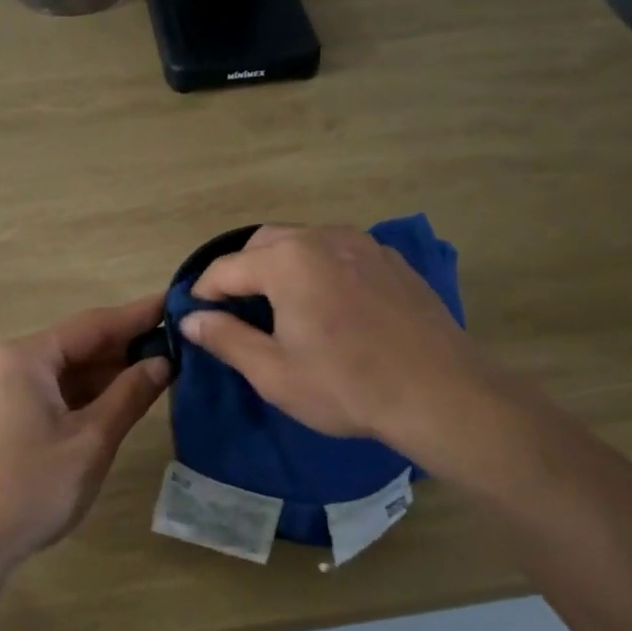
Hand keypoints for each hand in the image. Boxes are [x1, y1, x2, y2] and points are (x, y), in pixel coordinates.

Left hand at [0, 295, 171, 568]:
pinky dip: (90, 393)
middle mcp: (13, 364)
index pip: (94, 324)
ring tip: (161, 368)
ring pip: (69, 370)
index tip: (176, 303)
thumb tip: (163, 362)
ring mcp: (7, 391)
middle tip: (179, 342)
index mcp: (28, 358)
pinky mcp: (8, 417)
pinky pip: (56, 392)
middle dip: (127, 345)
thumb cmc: (30, 487)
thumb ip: (129, 396)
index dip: (138, 315)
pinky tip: (123, 398)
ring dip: (110, 371)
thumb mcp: (90, 440)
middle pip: (79, 344)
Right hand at [182, 225, 479, 447]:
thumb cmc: (346, 386)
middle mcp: (323, 237)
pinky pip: (340, 252)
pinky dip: (319, 268)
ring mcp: (364, 244)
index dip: (203, 292)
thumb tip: (191, 319)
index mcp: (287, 261)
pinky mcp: (392, 260)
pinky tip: (329, 305)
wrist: (440, 393)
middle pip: (264, 243)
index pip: (226, 268)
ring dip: (281, 266)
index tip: (195, 316)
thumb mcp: (274, 372)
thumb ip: (226, 338)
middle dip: (241, 271)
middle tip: (236, 310)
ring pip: (304, 242)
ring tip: (281, 306)